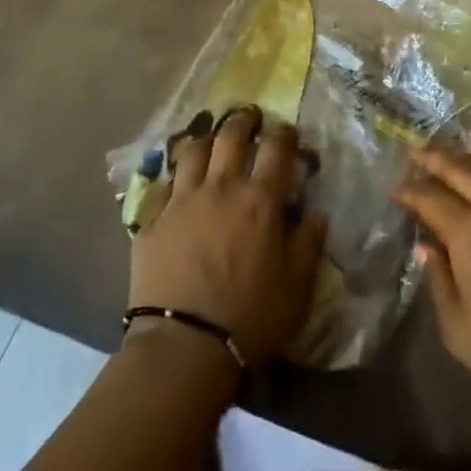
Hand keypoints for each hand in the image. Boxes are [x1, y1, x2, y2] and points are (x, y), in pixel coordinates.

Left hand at [130, 107, 326, 366]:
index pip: (276, 146)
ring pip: (193, 150)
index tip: (288, 134)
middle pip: (231, 135)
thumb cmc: (250, 319)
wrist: (183, 349)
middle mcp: (222, 187)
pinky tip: (178, 185)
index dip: (284, 134)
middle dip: (243, 121)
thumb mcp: (296, 287)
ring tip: (212, 144)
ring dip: (206, 140)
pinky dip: (174, 178)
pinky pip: (163, 185)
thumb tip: (318, 214)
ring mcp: (183, 200)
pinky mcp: (152, 221)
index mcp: (260, 199)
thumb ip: (308, 244)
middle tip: (250, 120)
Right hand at [394, 147, 470, 421]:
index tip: (391, 188)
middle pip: (461, 170)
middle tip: (413, 151)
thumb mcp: (459, 330)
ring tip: (445, 158)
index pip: (431, 197)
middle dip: (434, 158)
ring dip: (463, 160)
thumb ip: (438, 281)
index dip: (409, 190)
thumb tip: (428, 246)